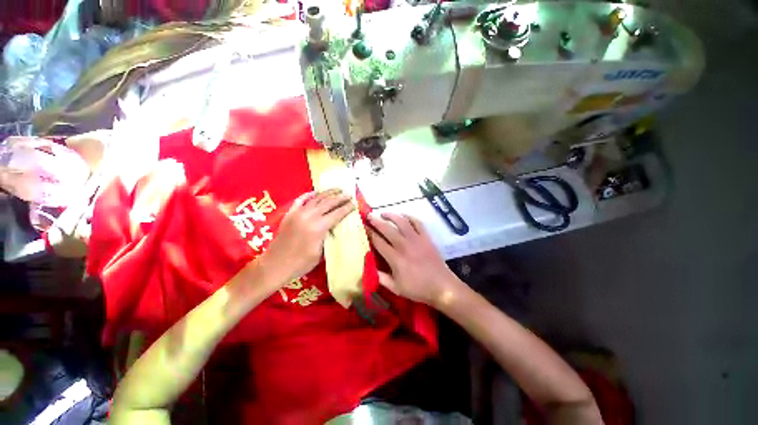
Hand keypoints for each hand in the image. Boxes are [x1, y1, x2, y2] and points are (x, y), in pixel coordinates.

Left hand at [257, 189, 354, 286]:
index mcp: (319, 227)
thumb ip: (329, 237)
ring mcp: (298, 213)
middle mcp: (309, 216)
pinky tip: (315, 192)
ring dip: (328, 193)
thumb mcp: (321, 253)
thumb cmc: (301, 263)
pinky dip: (309, 194)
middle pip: (329, 203)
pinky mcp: (289, 214)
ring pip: (316, 199)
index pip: (337, 213)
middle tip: (349, 194)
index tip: (354, 203)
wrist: (275, 265)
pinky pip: (300, 200)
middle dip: (340, 198)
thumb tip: (335, 228)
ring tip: (337, 189)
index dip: (347, 208)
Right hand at [368, 212, 463, 307]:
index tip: (364, 227)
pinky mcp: (426, 237)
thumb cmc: (418, 288)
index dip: (370, 233)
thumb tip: (368, 268)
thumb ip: (381, 278)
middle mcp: (404, 245)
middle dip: (376, 221)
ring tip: (384, 213)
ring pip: (402, 222)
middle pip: (387, 229)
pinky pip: (417, 222)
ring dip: (391, 215)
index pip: (378, 242)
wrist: (442, 286)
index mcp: (395, 258)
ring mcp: (416, 239)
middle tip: (369, 216)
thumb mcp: (396, 288)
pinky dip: (409, 217)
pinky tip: (403, 216)